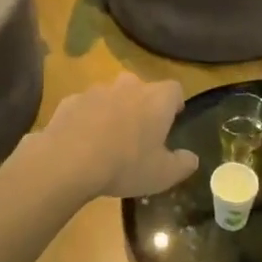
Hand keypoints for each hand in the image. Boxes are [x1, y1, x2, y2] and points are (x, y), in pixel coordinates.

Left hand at [37, 73, 197, 198]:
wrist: (69, 161)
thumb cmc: (126, 165)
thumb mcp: (163, 174)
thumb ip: (182, 164)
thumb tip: (191, 158)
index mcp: (156, 100)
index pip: (174, 89)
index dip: (174, 103)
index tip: (173, 118)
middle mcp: (128, 86)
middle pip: (141, 87)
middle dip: (142, 104)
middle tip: (140, 130)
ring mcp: (96, 91)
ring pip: (111, 95)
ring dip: (113, 109)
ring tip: (108, 137)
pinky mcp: (70, 101)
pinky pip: (85, 106)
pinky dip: (87, 118)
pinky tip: (83, 140)